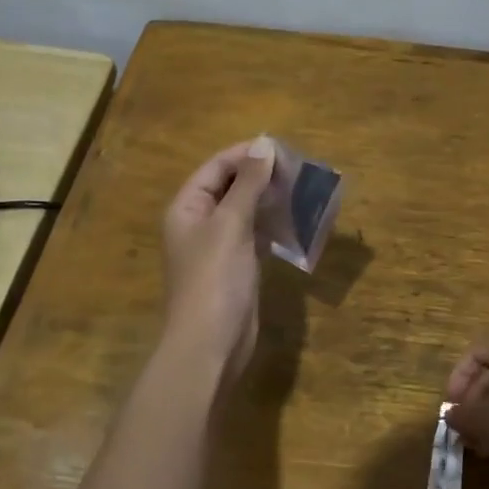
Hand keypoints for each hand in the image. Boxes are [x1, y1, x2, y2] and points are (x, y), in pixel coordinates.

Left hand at [161, 138, 275, 380]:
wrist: (210, 344)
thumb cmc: (215, 278)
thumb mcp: (231, 224)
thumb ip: (248, 184)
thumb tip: (264, 144)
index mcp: (187, 207)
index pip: (216, 168)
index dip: (246, 154)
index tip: (283, 148)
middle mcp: (199, 222)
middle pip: (230, 187)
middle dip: (261, 176)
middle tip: (298, 169)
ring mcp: (218, 246)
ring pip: (245, 211)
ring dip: (270, 200)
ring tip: (302, 189)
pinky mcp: (236, 267)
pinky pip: (255, 235)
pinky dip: (273, 225)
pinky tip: (295, 220)